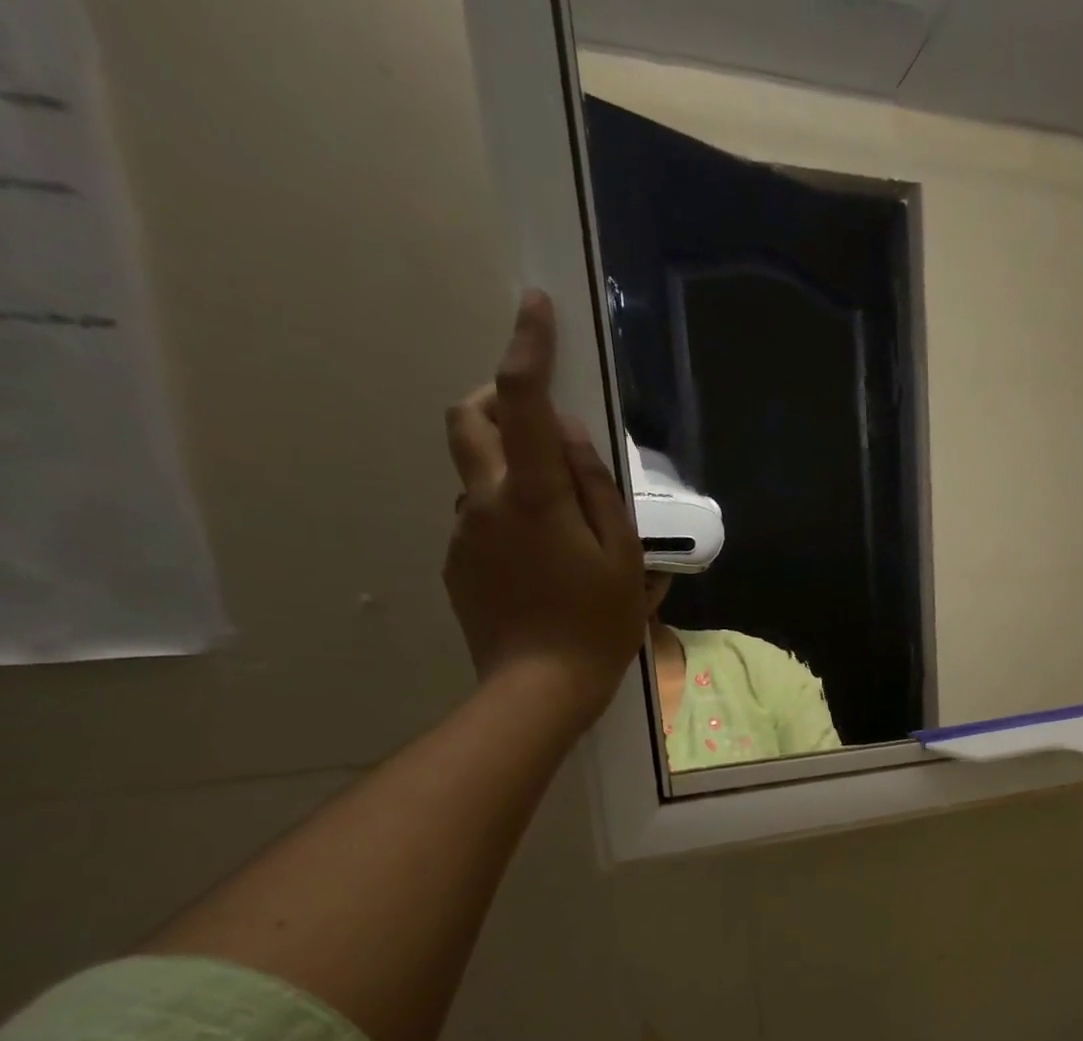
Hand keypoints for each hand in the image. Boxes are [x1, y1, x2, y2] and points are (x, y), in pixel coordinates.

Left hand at [443, 290, 647, 728]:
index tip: (535, 307)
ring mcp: (463, 532)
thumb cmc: (597, 624)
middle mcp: (485, 501)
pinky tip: (542, 562)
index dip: (527, 348)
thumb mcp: (623, 557)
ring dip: (511, 469)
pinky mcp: (456, 561)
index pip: (521, 402)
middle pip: (468, 418)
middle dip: (495, 399)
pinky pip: (479, 516)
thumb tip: (568, 437)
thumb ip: (597, 488)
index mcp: (534, 497)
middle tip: (537, 422)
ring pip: (477, 472)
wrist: (539, 688)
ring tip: (560, 521)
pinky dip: (508, 514)